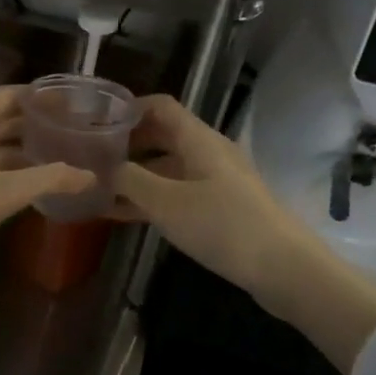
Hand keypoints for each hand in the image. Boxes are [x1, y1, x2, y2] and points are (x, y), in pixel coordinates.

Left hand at [0, 86, 95, 291]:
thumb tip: (89, 175)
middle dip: (33, 125)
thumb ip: (46, 181)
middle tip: (72, 130)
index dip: (38, 97)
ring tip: (59, 157)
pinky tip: (28, 187)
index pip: (5, 97)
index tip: (71, 102)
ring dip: (20, 152)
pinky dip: (5, 174)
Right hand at [112, 95, 314, 303]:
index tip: (96, 122)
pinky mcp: (222, 207)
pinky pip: (179, 192)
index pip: (160, 106)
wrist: (284, 267)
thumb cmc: (222, 225)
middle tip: (91, 158)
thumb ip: (130, 180)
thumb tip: (104, 168)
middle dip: (127, 144)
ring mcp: (217, 180)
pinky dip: (152, 198)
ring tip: (99, 189)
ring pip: (168, 167)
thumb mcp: (166, 202)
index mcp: (199, 139)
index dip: (128, 108)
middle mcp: (209, 152)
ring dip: (136, 175)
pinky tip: (124, 215)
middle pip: (162, 135)